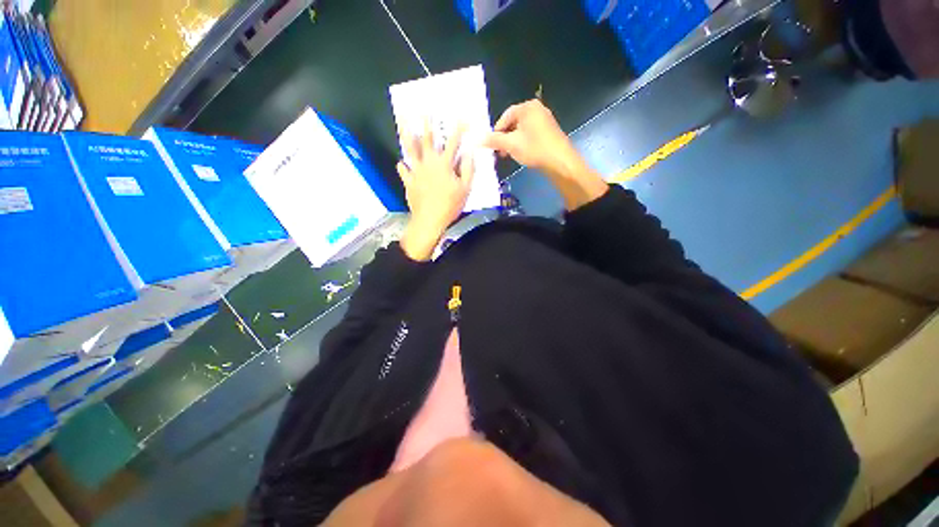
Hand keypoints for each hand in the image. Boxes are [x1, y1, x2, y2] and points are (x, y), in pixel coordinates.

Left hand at [398, 123, 474, 260]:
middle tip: (424, 113)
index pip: (454, 143)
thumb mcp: (466, 187)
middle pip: (428, 140)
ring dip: (407, 137)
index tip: (462, 118)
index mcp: (444, 164)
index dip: (459, 130)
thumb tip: (470, 153)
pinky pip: (404, 172)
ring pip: (411, 151)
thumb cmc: (450, 205)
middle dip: (427, 125)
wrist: (429, 220)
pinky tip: (400, 162)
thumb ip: (468, 168)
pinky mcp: (409, 182)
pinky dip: (402, 167)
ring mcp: (416, 172)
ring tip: (403, 125)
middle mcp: (429, 164)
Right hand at [485, 100, 606, 210]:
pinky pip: (532, 133)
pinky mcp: (551, 130)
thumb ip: (493, 140)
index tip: (492, 145)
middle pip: (514, 122)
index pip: (505, 117)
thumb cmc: (536, 149)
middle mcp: (538, 109)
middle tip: (500, 151)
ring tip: (510, 154)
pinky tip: (523, 153)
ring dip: (514, 141)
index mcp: (528, 107)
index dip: (496, 132)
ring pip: (523, 128)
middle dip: (505, 137)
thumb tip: (478, 140)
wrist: (563, 164)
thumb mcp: (511, 144)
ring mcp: (546, 119)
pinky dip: (525, 141)